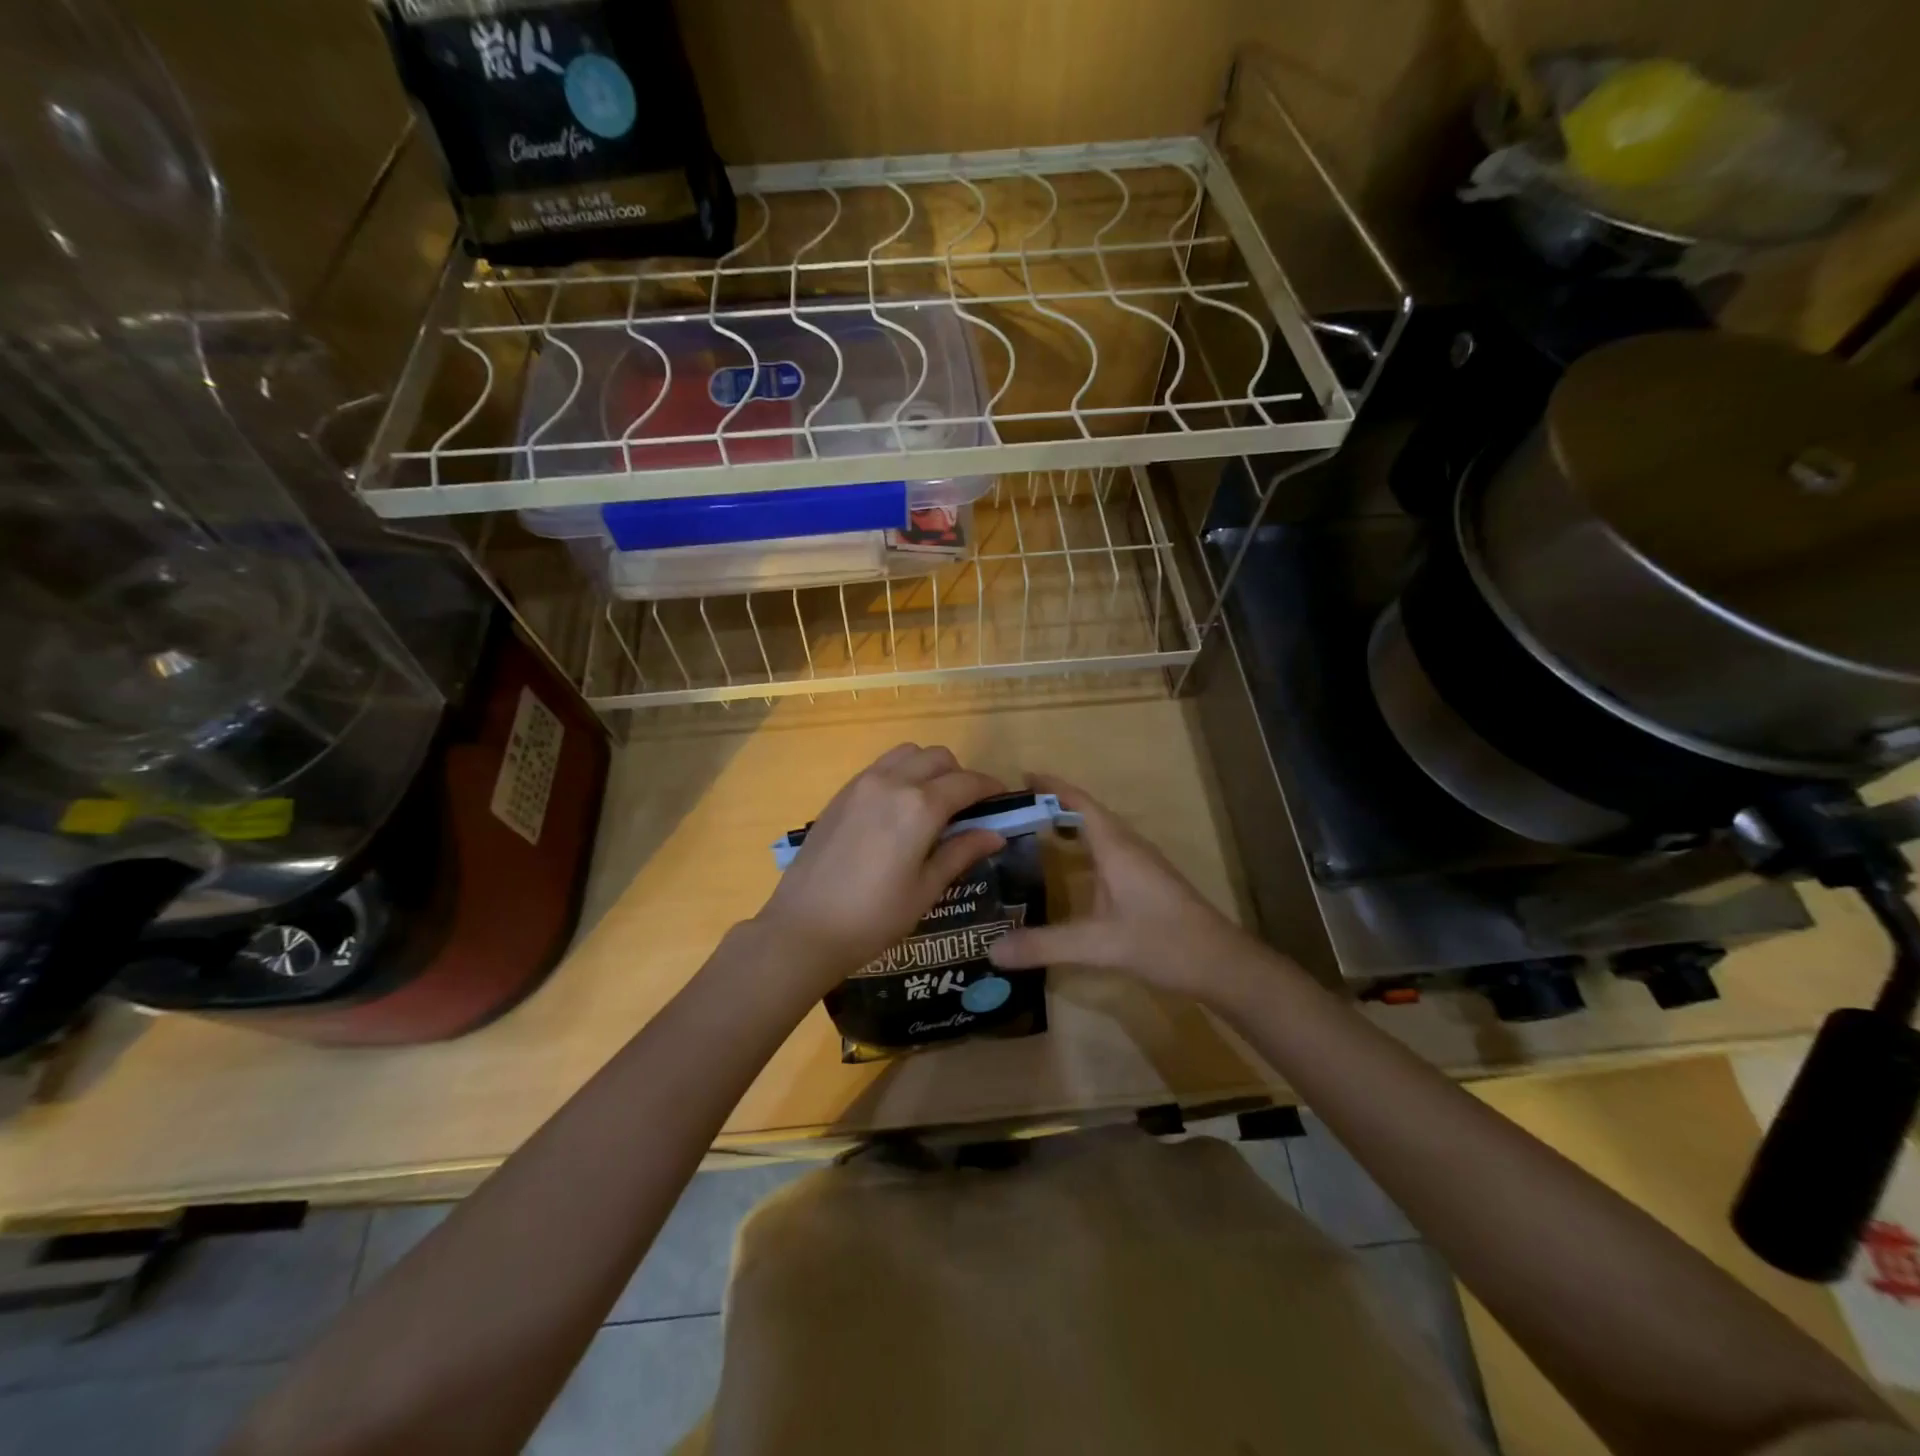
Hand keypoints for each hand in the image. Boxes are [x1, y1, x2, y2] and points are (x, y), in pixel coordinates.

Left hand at [751, 744, 1006, 997]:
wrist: (804, 928)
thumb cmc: (874, 917)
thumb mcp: (926, 889)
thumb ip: (961, 852)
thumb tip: (995, 834)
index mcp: (920, 806)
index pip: (967, 783)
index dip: (990, 789)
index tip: (1002, 801)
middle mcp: (892, 782)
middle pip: (938, 757)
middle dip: (960, 775)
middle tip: (966, 808)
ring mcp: (862, 784)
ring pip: (907, 754)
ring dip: (928, 768)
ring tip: (931, 803)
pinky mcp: (841, 794)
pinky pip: (880, 767)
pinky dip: (900, 774)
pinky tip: (898, 809)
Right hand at [987, 774, 1270, 1005]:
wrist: (1222, 964)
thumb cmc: (1163, 942)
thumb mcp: (1098, 945)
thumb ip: (1045, 945)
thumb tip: (992, 950)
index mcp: (1116, 847)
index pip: (1079, 802)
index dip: (1052, 786)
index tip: (1020, 777)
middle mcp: (1129, 847)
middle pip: (1089, 813)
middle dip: (1054, 805)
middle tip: (1015, 810)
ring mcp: (1142, 864)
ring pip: (1101, 832)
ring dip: (1071, 825)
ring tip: (1035, 833)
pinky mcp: (1148, 882)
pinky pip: (1109, 851)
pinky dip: (1084, 848)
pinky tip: (1071, 871)